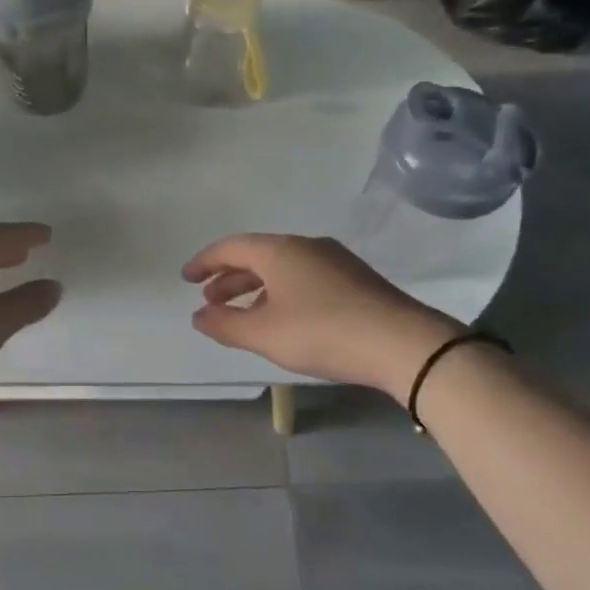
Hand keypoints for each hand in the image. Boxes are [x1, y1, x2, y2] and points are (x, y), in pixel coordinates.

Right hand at [182, 234, 461, 401]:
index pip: (231, 247)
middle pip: (257, 255)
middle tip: (210, 300)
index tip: (187, 278)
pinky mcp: (354, 280)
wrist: (403, 343)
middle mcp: (306, 246)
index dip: (205, 262)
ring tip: (241, 313)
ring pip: (282, 268)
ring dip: (255, 287)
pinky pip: (303, 277)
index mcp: (280, 251)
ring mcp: (334, 261)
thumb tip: (199, 316)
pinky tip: (282, 318)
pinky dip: (280, 292)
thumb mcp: (265, 334)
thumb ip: (225, 324)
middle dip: (229, 277)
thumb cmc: (323, 332)